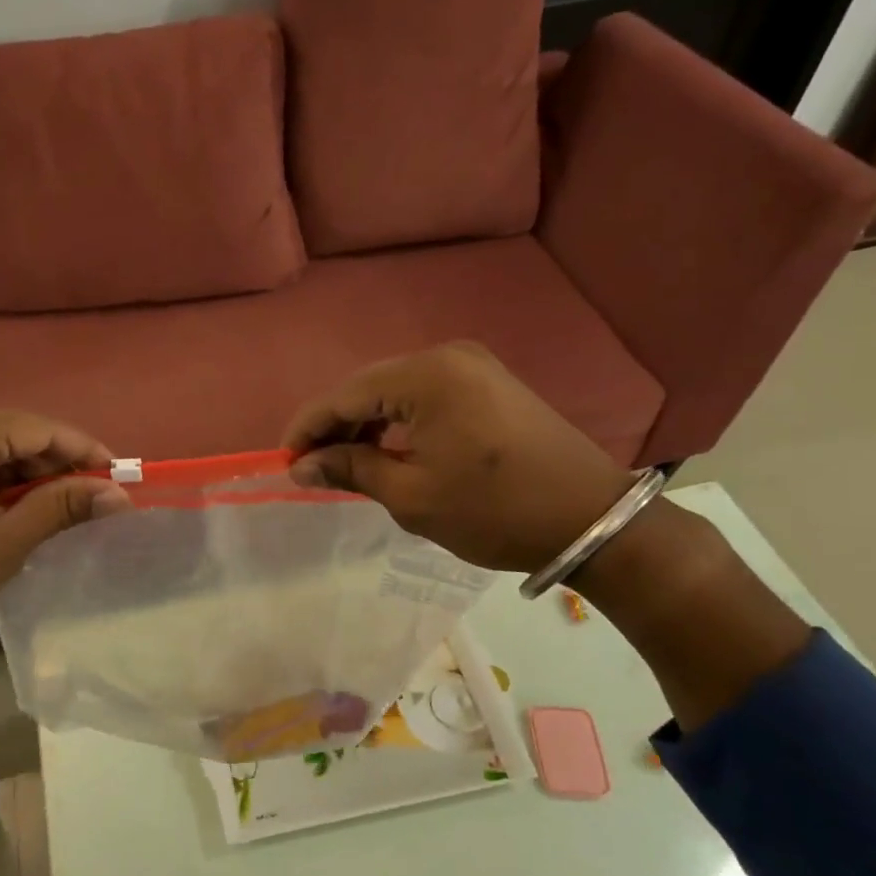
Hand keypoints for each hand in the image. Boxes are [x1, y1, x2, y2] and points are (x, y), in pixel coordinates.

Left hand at [0, 403, 131, 679]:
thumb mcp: (5, 544)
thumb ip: (62, 506)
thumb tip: (117, 494)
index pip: (36, 427)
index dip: (82, 450)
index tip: (117, 474)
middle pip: (7, 431)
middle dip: (50, 463)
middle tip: (88, 496)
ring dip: (18, 472)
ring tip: (52, 505)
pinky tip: (4, 504)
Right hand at [281, 341, 631, 574]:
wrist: (591, 519)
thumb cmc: (494, 510)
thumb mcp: (412, 496)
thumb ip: (350, 469)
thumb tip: (301, 466)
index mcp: (426, 376)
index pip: (345, 395)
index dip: (308, 427)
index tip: (284, 460)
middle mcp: (447, 356)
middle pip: (368, 386)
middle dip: (335, 425)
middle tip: (310, 464)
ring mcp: (472, 366)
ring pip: (395, 389)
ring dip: (365, 422)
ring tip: (343, 461)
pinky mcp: (488, 382)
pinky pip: (424, 394)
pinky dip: (398, 419)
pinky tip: (386, 447)